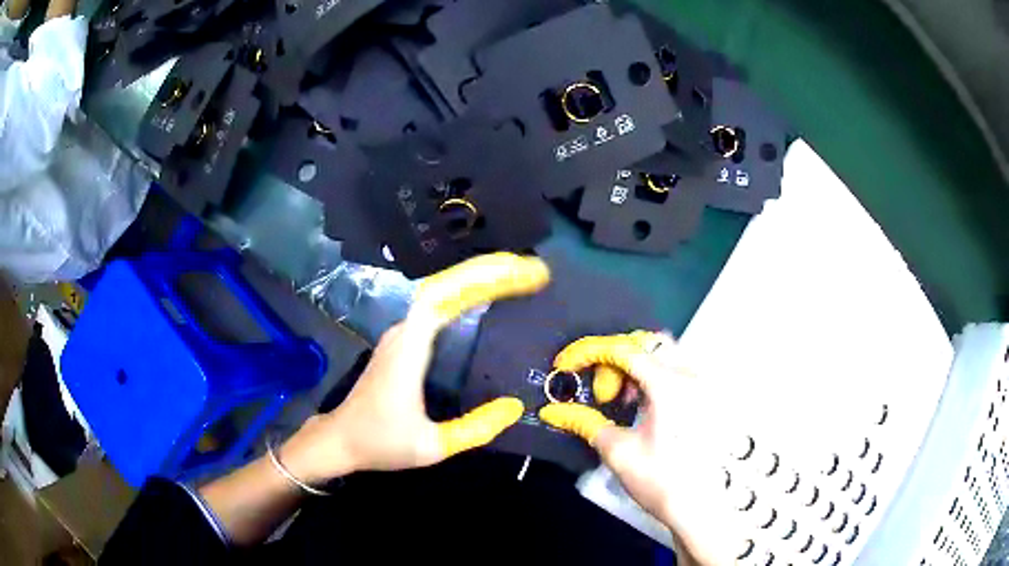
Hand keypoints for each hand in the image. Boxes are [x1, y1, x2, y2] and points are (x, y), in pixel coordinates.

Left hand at [280, 253, 550, 483]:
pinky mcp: (404, 341)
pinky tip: (484, 296)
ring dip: (477, 279)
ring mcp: (402, 334)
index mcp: (410, 349)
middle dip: (489, 272)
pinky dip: (464, 294)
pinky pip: (436, 306)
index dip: (483, 279)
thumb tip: (515, 405)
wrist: (341, 440)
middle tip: (532, 270)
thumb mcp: (433, 446)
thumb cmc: (382, 443)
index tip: (521, 274)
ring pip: (441, 292)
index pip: (446, 296)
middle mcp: (405, 331)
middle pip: (446, 286)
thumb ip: (476, 428)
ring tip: (517, 275)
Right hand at [538, 332, 736, 565]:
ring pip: (664, 353)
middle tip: (604, 392)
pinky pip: (675, 370)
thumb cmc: (658, 479)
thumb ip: (584, 422)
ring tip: (623, 401)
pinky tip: (643, 407)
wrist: (698, 506)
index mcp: (670, 384)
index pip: (623, 349)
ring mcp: (702, 384)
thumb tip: (553, 411)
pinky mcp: (706, 397)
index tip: (565, 366)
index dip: (588, 352)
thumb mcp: (617, 450)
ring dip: (635, 368)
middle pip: (648, 341)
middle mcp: (691, 374)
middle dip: (616, 358)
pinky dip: (652, 377)